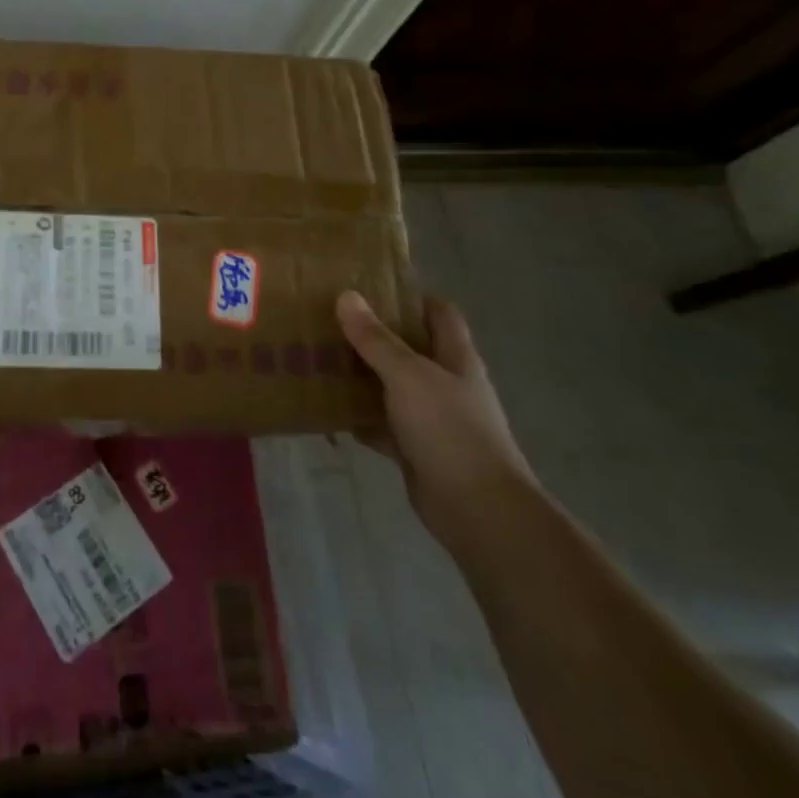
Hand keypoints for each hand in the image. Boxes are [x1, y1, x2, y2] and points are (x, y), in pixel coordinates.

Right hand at [337, 290, 535, 549]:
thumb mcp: (408, 376)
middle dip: (374, 336)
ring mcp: (432, 419)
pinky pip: (382, 425)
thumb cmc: (449, 430)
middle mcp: (446, 384)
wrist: (478, 510)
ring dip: (362, 377)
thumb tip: (347, 296)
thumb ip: (376, 339)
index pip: (440, 314)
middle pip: (410, 349)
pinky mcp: (416, 450)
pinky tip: (328, 410)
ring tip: (320, 358)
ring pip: (391, 388)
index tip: (370, 288)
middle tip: (330, 321)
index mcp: (456, 358)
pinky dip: (360, 418)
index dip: (411, 297)